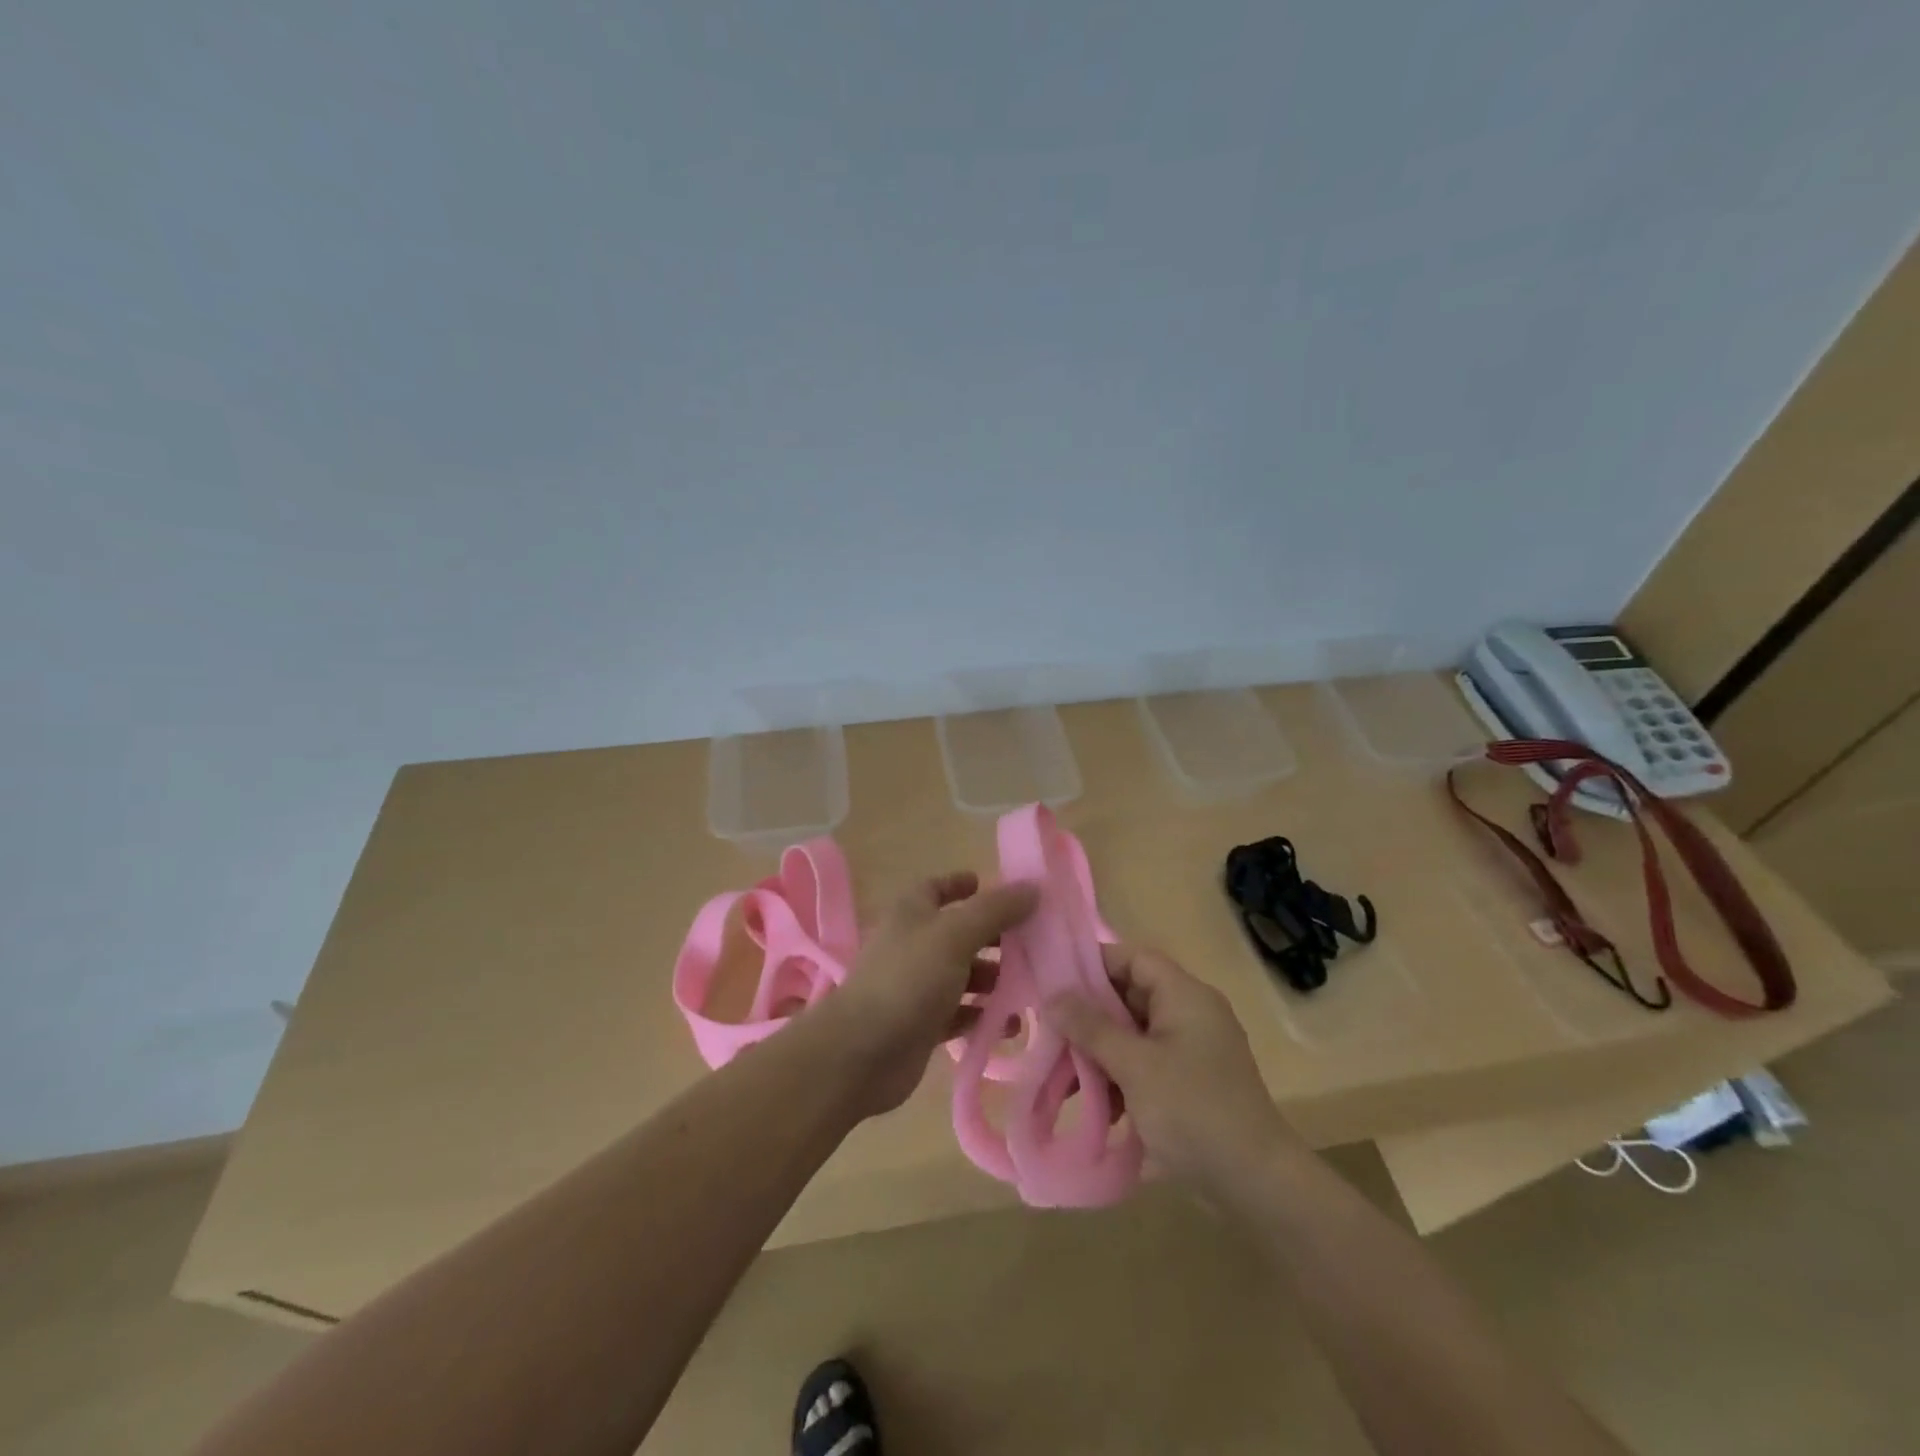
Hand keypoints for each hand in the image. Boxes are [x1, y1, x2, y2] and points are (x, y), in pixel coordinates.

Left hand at [820, 872, 1039, 1116]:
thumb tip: (1032, 888)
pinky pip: (960, 1013)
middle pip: (959, 932)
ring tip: (1031, 986)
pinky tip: (1010, 1025)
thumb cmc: (909, 979)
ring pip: (963, 975)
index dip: (962, 885)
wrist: (862, 1052)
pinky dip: (983, 1015)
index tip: (995, 888)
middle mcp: (914, 944)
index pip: (937, 888)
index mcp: (912, 912)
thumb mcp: (955, 935)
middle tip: (1034, 943)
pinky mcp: (923, 1024)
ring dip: (994, 979)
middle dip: (994, 936)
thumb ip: (995, 911)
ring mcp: (917, 986)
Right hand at [1048, 944, 1298, 1189]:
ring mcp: (1192, 1050)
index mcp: (1185, 995)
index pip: (1134, 958)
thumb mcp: (1135, 1066)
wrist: (1256, 1183)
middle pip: (1130, 996)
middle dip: (1090, 1016)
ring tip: (1064, 1077)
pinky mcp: (1190, 1083)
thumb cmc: (1193, 1110)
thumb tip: (1053, 996)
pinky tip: (1096, 1105)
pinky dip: (1120, 1076)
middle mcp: (1190, 1013)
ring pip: (1134, 1034)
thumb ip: (1092, 1028)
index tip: (1054, 983)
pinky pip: (1146, 1063)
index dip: (1094, 964)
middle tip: (1051, 1032)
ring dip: (1101, 1051)